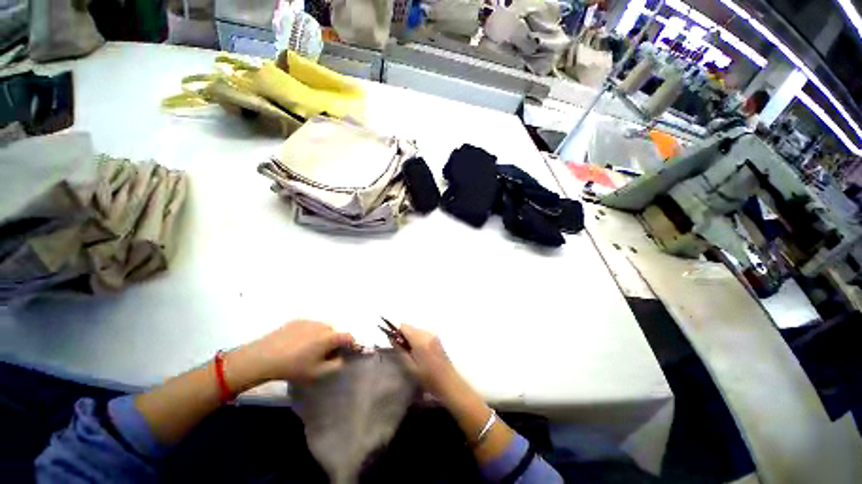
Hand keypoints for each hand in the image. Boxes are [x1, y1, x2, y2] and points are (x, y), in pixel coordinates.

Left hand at [226, 320, 353, 390]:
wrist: (264, 357)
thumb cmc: (294, 367)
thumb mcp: (317, 372)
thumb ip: (335, 365)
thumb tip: (341, 358)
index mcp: (330, 337)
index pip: (348, 337)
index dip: (352, 344)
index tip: (350, 351)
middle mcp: (323, 325)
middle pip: (335, 332)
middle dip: (334, 342)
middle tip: (325, 354)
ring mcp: (309, 321)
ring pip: (322, 328)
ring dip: (321, 337)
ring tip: (309, 349)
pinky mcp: (297, 320)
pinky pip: (309, 326)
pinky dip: (309, 333)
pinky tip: (297, 344)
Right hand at [396, 324, 460, 399]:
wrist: (449, 382)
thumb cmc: (428, 378)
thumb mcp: (410, 367)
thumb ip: (400, 350)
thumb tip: (392, 338)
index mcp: (420, 339)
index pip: (404, 326)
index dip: (398, 334)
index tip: (397, 345)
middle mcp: (427, 333)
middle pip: (410, 327)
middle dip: (405, 337)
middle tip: (405, 353)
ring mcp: (433, 335)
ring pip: (416, 330)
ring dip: (412, 339)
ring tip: (414, 355)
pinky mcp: (437, 338)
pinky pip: (423, 334)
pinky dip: (419, 340)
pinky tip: (422, 354)